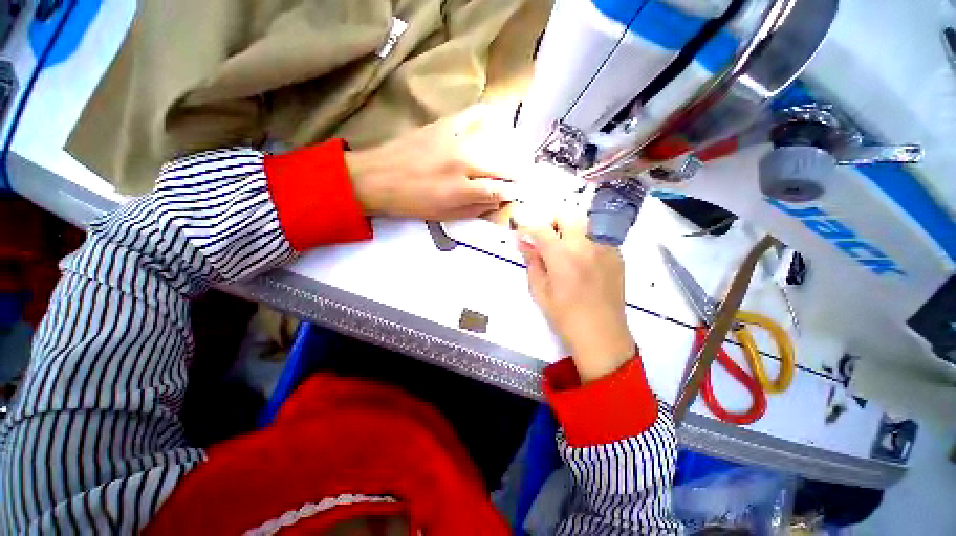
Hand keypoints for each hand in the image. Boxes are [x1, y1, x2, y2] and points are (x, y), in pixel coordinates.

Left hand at [345, 107, 519, 219]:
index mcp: (460, 190)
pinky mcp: (444, 124)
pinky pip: (474, 115)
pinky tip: (496, 124)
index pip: (499, 190)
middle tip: (525, 174)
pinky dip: (489, 118)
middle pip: (502, 165)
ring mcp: (454, 140)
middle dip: (518, 171)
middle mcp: (462, 163)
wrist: (377, 177)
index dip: (513, 192)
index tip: (519, 192)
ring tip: (516, 153)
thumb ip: (473, 209)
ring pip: (494, 141)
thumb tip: (496, 202)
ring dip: (510, 149)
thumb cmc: (411, 203)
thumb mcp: (443, 216)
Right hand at [516, 208, 634, 382]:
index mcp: (562, 256)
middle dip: (551, 222)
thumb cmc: (565, 316)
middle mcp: (585, 244)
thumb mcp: (540, 291)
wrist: (602, 334)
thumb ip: (532, 262)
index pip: (541, 229)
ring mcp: (604, 247)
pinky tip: (582, 259)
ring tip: (564, 248)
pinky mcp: (616, 254)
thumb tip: (522, 242)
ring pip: (584, 221)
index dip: (528, 227)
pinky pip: (598, 235)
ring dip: (569, 228)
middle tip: (545, 239)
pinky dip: (585, 238)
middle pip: (566, 214)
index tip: (522, 233)